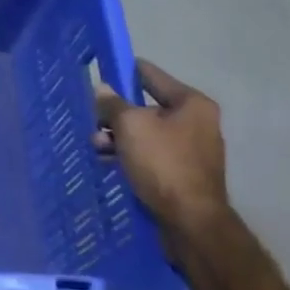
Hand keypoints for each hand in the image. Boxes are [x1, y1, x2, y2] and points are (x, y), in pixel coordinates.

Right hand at [94, 60, 230, 245]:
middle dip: (116, 115)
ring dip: (118, 138)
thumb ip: (113, 105)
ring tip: (96, 147)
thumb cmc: (162, 163)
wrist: (190, 220)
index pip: (152, 76)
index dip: (125, 71)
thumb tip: (102, 89)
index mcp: (191, 103)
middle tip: (93, 122)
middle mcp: (196, 122)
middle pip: (146, 107)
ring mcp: (191, 150)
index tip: (102, 70)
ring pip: (146, 134)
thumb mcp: (130, 127)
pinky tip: (109, 162)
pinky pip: (150, 155)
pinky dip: (130, 156)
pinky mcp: (183, 174)